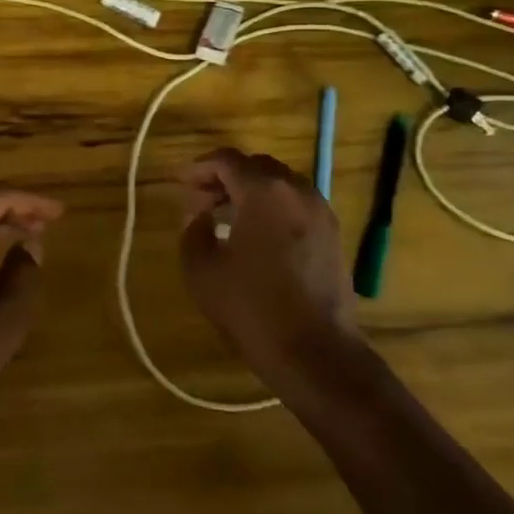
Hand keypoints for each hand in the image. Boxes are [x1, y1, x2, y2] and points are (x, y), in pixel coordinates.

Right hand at [179, 148, 355, 378]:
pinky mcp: (333, 236)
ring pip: (280, 185)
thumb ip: (193, 230)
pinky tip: (256, 236)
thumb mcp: (201, 268)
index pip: (227, 160)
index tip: (180, 183)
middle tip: (200, 200)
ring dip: (251, 192)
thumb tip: (200, 217)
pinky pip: (296, 205)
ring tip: (226, 217)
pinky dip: (273, 208)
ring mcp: (321, 212)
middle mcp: (297, 190)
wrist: (315, 353)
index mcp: (264, 191)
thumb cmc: (251, 307)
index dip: (199, 168)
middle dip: (225, 177)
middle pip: (256, 167)